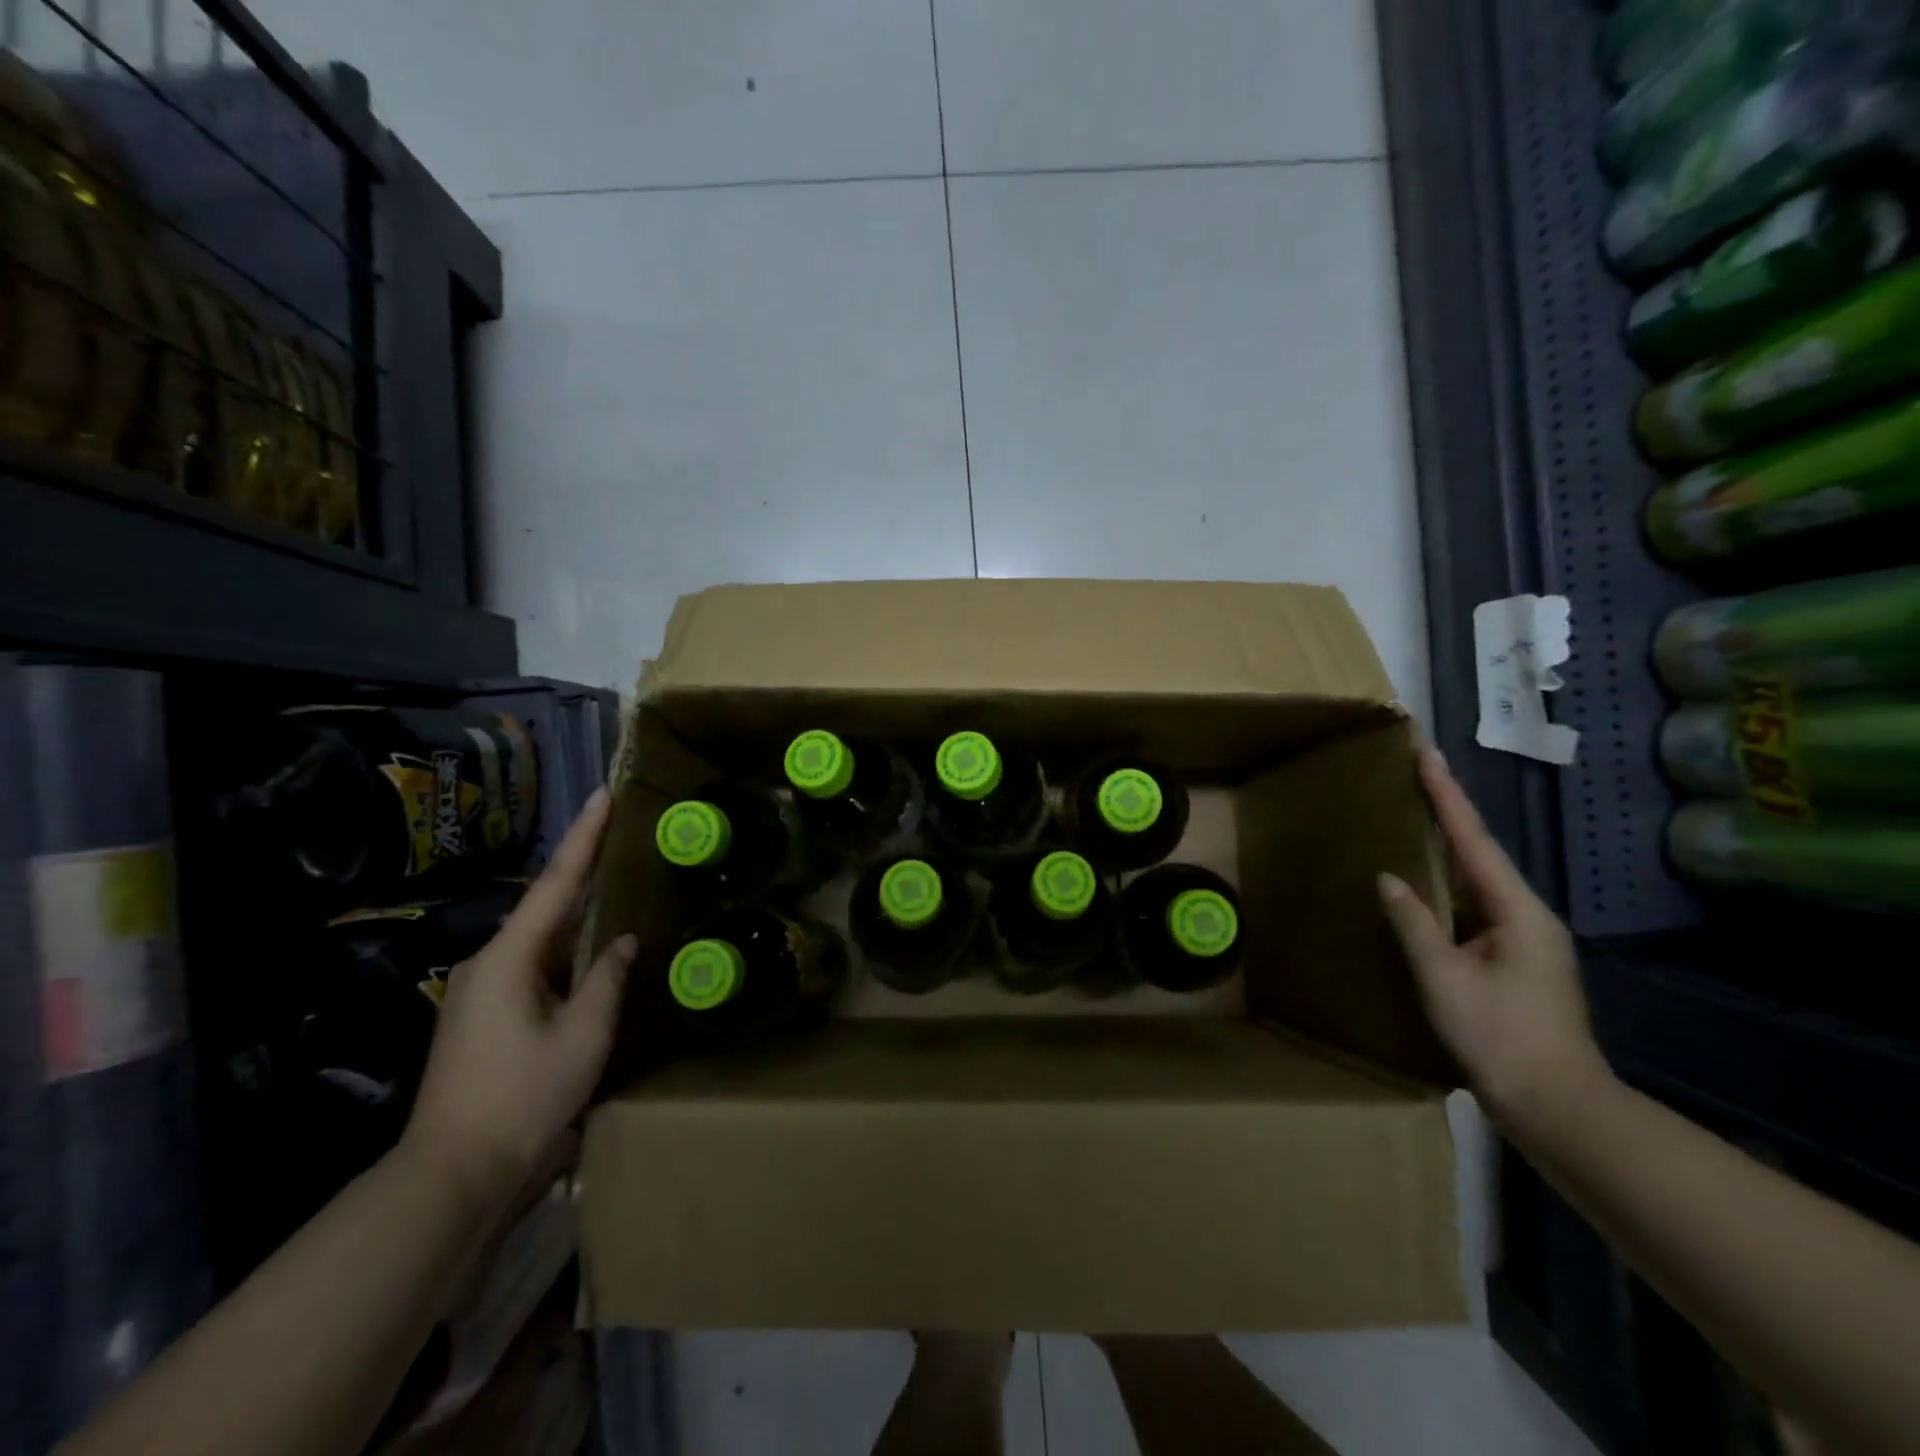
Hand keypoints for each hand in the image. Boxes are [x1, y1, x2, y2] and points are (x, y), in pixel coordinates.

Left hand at [403, 787, 637, 1212]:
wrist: (454, 1176)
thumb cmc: (523, 1097)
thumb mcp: (583, 1035)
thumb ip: (607, 978)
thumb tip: (622, 941)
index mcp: (510, 958)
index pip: (557, 883)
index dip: (584, 836)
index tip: (603, 794)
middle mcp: (489, 963)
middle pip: (547, 904)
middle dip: (584, 869)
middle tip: (621, 835)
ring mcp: (483, 991)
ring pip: (542, 938)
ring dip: (579, 914)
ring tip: (617, 886)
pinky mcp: (487, 1015)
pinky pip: (536, 966)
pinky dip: (568, 950)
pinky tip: (594, 950)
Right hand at [1378, 749, 1610, 1138]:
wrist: (1558, 1107)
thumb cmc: (1501, 1039)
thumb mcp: (1446, 980)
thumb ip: (1415, 925)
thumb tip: (1388, 879)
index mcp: (1517, 912)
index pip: (1474, 841)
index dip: (1448, 797)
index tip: (1428, 755)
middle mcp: (1525, 916)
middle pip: (1480, 852)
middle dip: (1449, 811)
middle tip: (1418, 774)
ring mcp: (1522, 939)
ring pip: (1477, 879)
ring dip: (1447, 845)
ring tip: (1415, 815)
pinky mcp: (1511, 959)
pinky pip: (1472, 905)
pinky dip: (1446, 882)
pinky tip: (1423, 881)